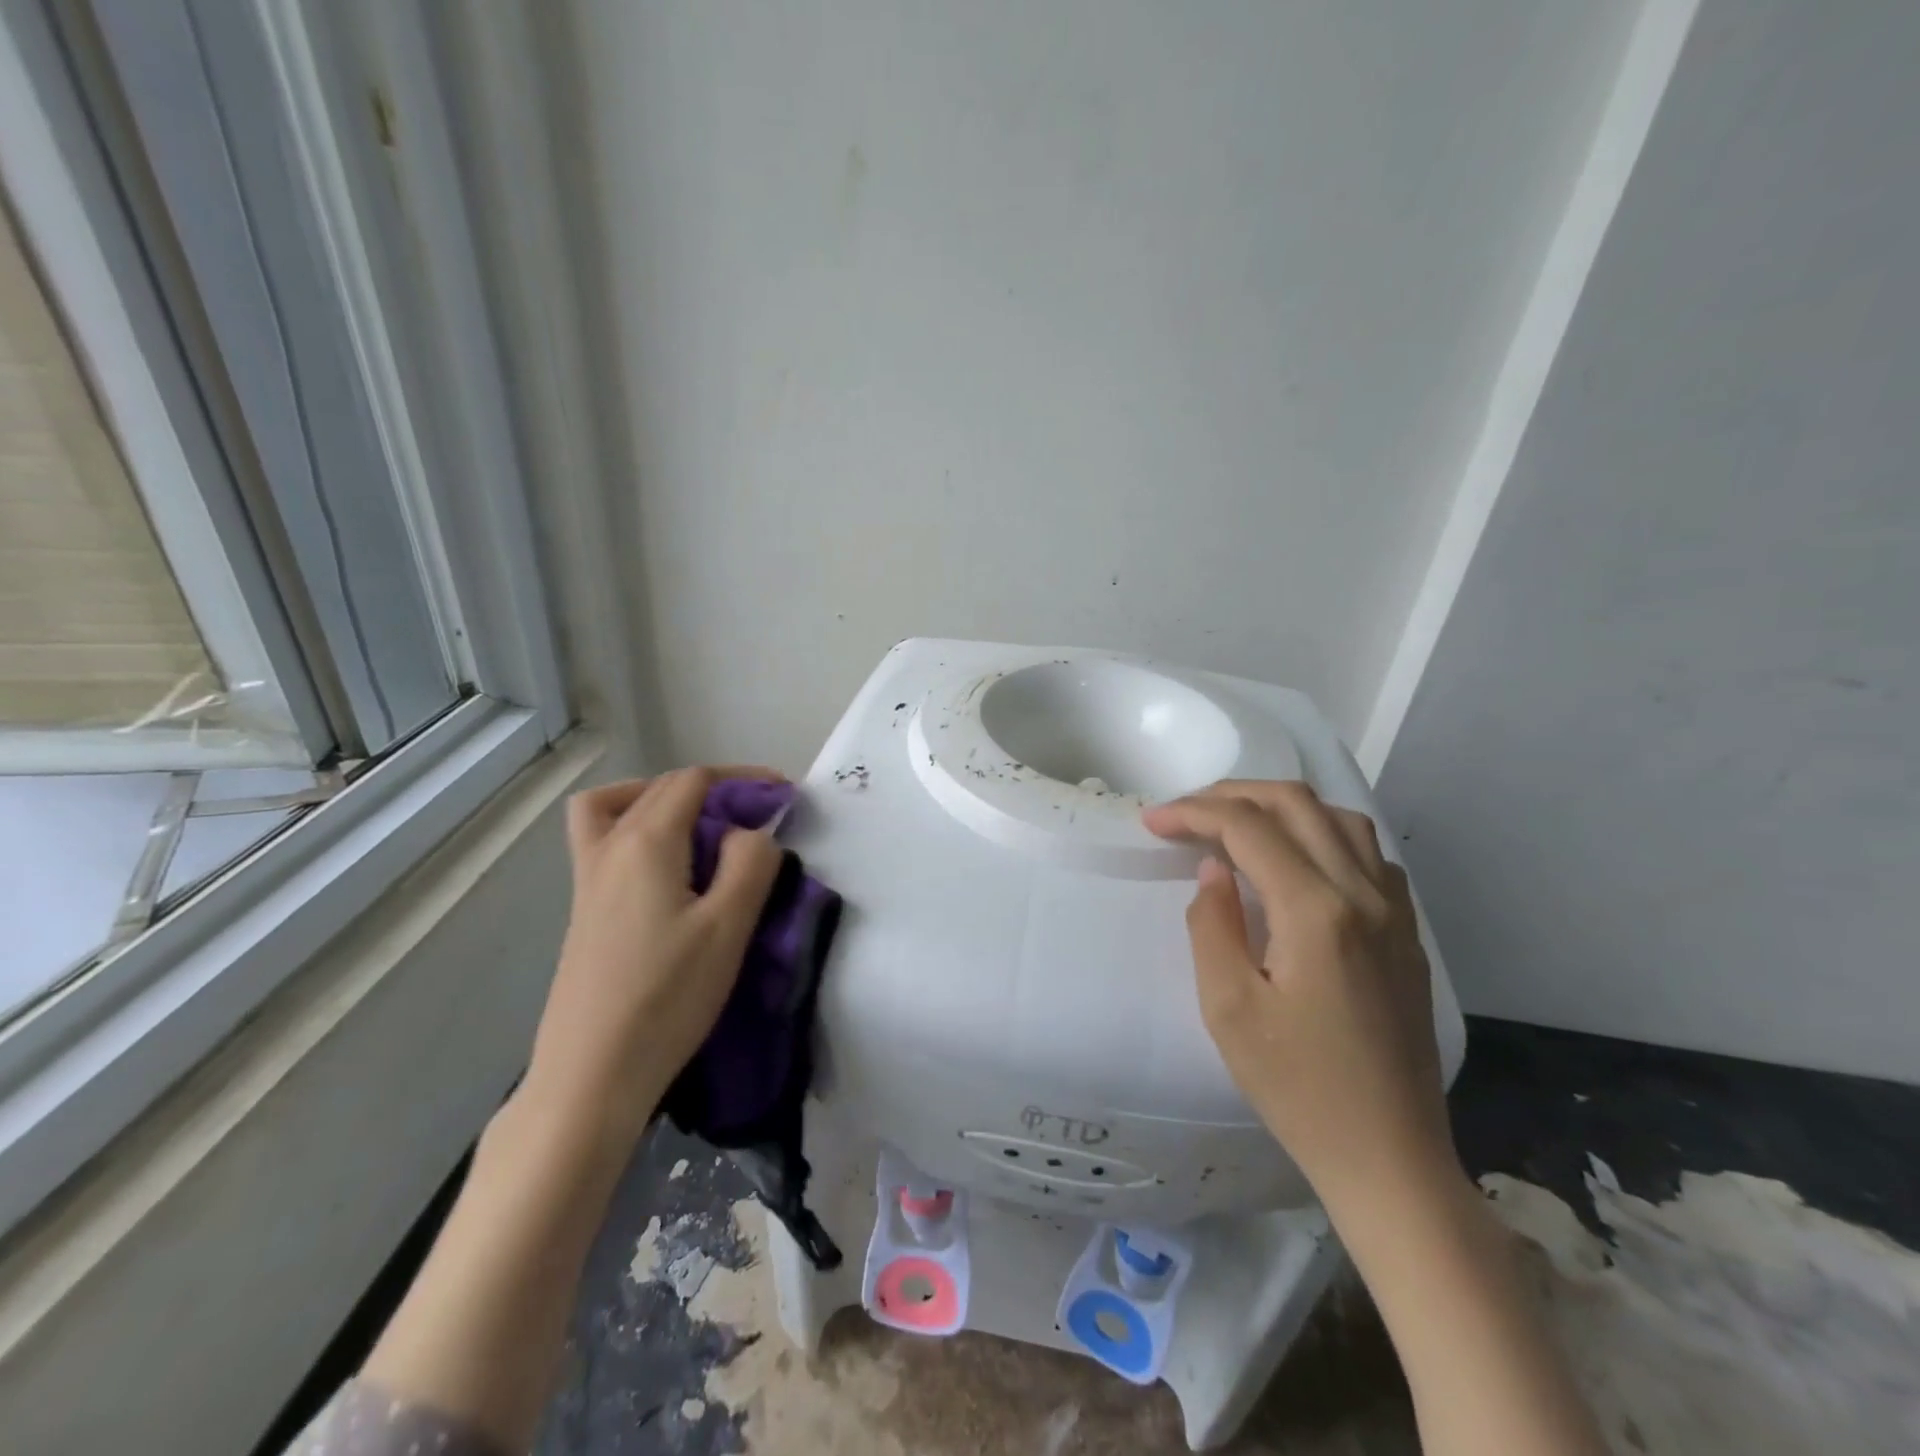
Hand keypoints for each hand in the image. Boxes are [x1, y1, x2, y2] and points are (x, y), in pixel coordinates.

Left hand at [523, 766, 785, 1151]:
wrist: (591, 1074)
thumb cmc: (667, 997)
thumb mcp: (729, 928)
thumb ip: (751, 863)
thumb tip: (747, 834)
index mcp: (646, 842)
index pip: (695, 780)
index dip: (743, 779)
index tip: (783, 799)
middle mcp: (609, 848)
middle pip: (660, 787)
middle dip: (714, 788)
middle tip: (757, 816)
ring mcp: (588, 880)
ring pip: (617, 807)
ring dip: (663, 800)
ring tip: (702, 829)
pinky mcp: (584, 910)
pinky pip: (604, 841)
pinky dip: (636, 829)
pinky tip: (669, 871)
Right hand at [1142, 780, 1458, 1215]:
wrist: (1389, 1156)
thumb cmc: (1297, 1088)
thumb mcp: (1228, 1008)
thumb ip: (1212, 923)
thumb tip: (1214, 870)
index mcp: (1316, 910)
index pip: (1247, 827)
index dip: (1193, 812)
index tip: (1152, 820)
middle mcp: (1364, 893)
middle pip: (1296, 804)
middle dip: (1232, 795)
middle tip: (1185, 813)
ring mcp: (1395, 911)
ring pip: (1339, 818)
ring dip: (1280, 807)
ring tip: (1235, 825)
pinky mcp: (1406, 932)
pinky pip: (1367, 852)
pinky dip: (1321, 833)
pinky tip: (1296, 860)